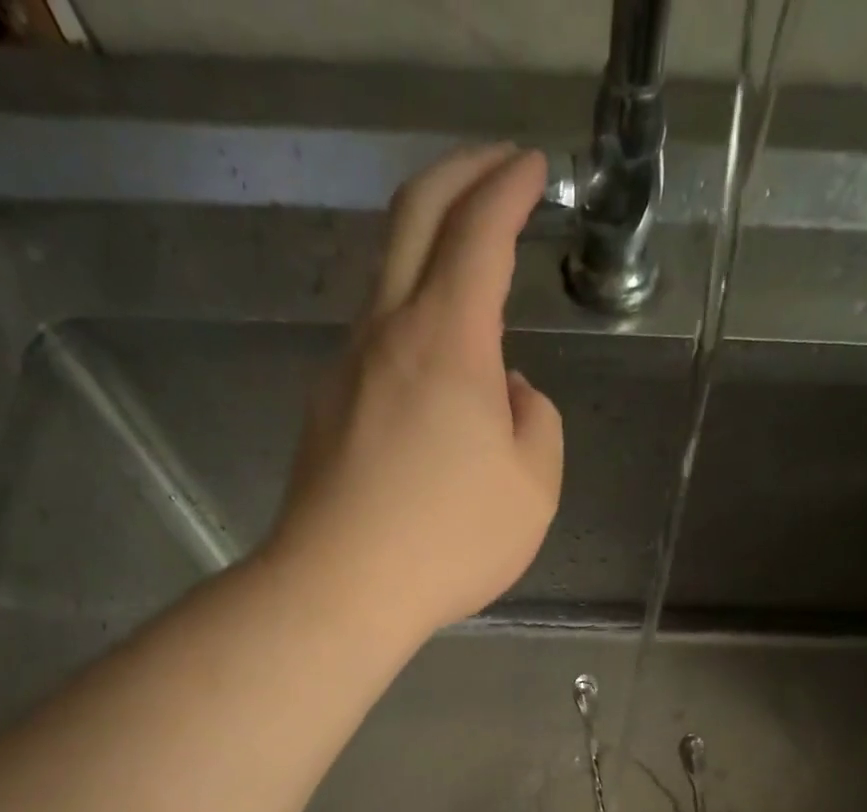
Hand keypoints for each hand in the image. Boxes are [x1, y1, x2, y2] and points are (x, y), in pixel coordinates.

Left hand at [267, 144, 563, 639]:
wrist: (341, 588)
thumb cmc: (449, 541)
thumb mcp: (533, 489)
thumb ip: (537, 422)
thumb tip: (509, 392)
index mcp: (448, 340)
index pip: (479, 230)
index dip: (510, 187)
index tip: (533, 168)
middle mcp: (388, 333)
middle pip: (414, 217)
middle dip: (461, 174)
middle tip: (498, 169)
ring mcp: (347, 367)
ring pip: (388, 276)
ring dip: (431, 249)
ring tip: (475, 271)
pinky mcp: (328, 406)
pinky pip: (377, 339)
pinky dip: (414, 318)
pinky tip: (439, 364)